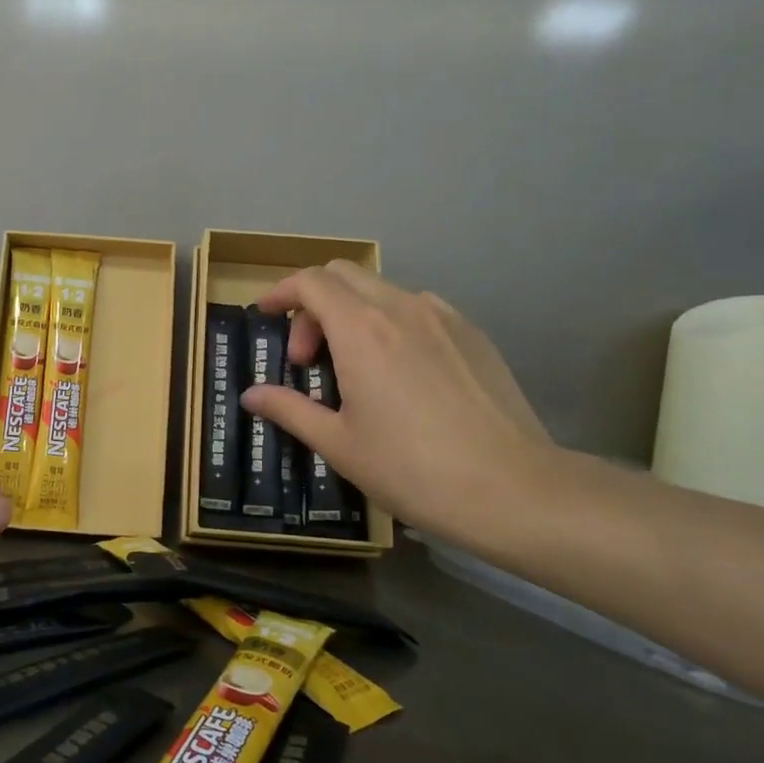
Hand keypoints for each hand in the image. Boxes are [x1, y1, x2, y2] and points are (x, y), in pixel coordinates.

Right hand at [240, 261, 557, 548]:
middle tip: (309, 358)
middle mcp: (401, 308)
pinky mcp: (472, 334)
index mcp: (361, 330)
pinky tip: (400, 371)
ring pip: (382, 290)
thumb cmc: (411, 468)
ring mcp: (443, 317)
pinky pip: (418, 308)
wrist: (512, 489)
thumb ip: (289, 409)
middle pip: (343, 274)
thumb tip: (251, 395)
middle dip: (313, 304)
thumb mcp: (338, 444)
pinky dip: (390, 323)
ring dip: (352, 313)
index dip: (280, 292)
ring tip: (354, 367)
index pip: (310, 282)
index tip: (265, 315)